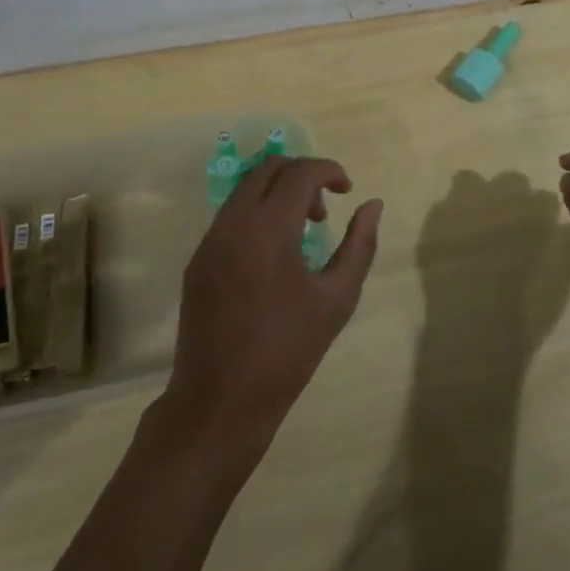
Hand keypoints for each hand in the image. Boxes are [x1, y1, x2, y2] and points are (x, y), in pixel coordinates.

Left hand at [163, 157, 382, 452]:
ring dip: (277, 194)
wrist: (219, 402)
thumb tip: (372, 205)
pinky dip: (256, 215)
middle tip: (324, 211)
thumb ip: (359, 245)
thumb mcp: (336, 299)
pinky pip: (230, 217)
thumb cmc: (287, 352)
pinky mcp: (197, 260)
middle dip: (301, 176)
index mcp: (267, 228)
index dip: (328, 170)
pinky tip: (273, 257)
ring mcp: (209, 240)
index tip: (348, 189)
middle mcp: (232, 222)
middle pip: (267, 168)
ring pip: (245, 190)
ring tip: (302, 235)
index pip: (299, 173)